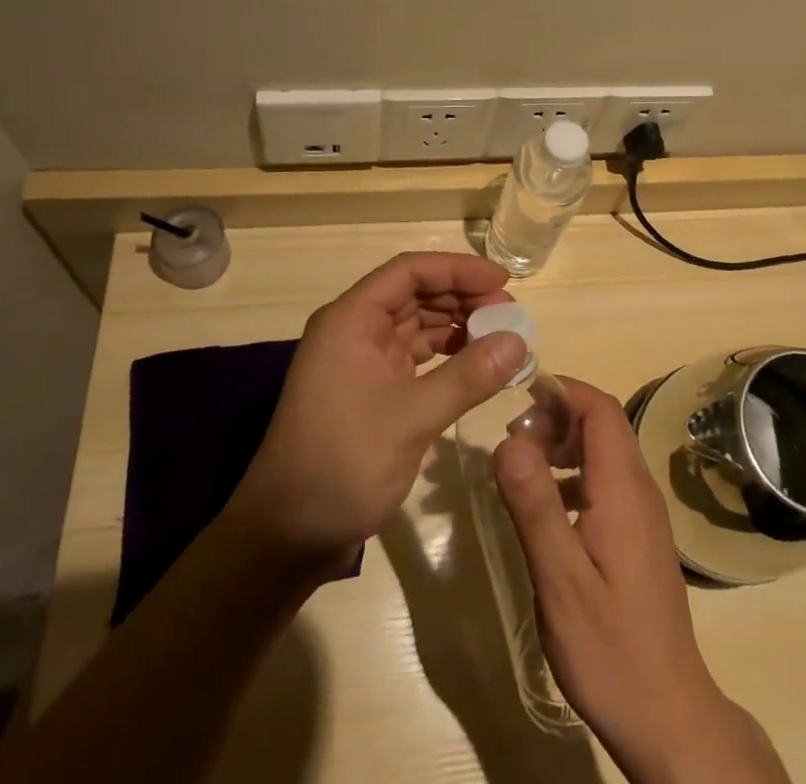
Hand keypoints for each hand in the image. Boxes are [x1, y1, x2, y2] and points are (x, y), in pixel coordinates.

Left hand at [228, 251, 526, 564]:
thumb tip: (519, 340)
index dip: (457, 269)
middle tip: (510, 315)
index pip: (409, 271)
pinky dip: (446, 356)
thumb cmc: (341, 464)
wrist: (286, 536)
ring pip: (417, 325)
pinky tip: (476, 365)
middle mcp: (354, 330)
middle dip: (462, 298)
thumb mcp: (410, 419)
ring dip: (457, 326)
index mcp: (351, 319)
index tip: (503, 282)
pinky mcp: (370, 389)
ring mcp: (361, 360)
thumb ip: (467, 377)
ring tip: (501, 337)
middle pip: (415, 294)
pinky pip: (414, 356)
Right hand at [494, 380, 790, 783]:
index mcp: (623, 489)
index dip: (563, 390)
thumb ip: (534, 505)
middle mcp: (639, 489)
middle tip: (512, 439)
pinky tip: (546, 507)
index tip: (520, 395)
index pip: (600, 408)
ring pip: (604, 450)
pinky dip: (573, 474)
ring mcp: (642, 513)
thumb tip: (509, 439)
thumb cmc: (610, 649)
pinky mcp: (638, 536)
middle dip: (557, 414)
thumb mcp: (560, 580)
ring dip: (563, 443)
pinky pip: (605, 480)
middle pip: (603, 423)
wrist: (668, 717)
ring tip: (521, 467)